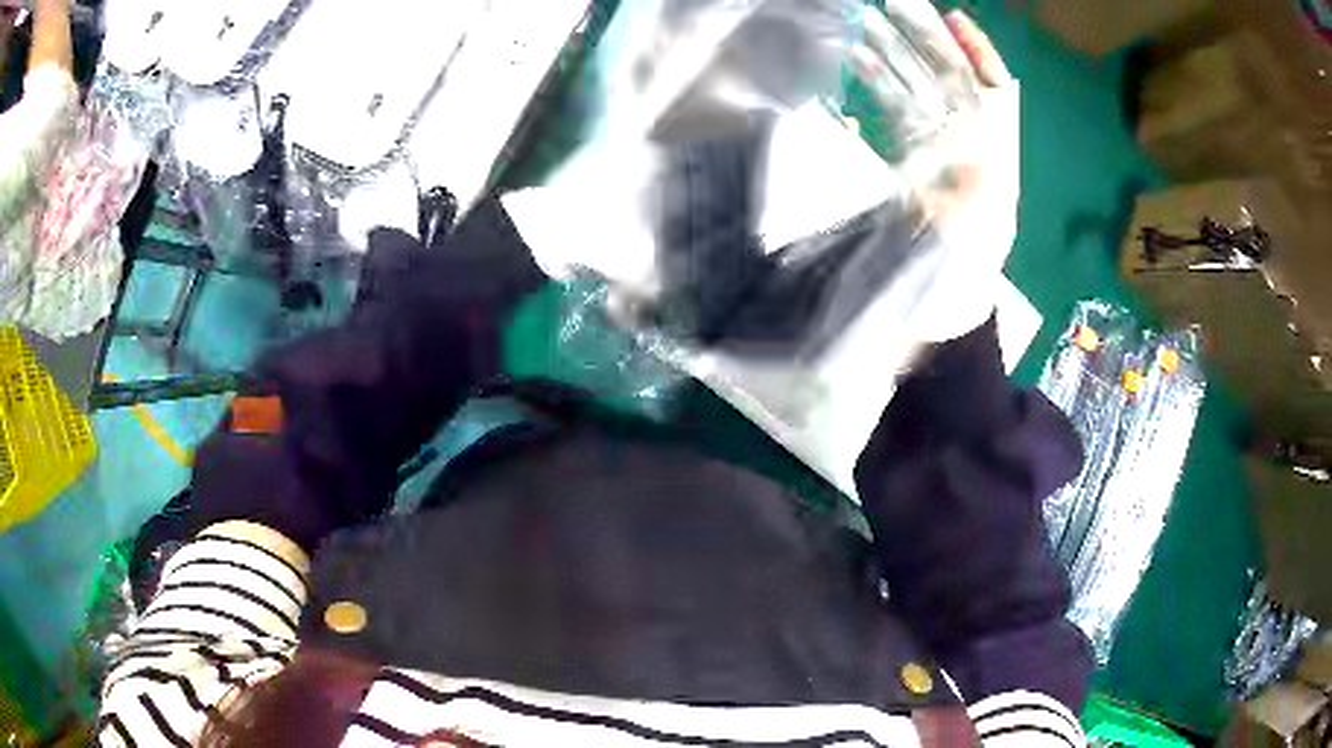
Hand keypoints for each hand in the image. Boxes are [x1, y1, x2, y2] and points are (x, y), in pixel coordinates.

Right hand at [852, 7, 1017, 341]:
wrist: (944, 319)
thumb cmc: (958, 276)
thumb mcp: (966, 224)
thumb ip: (954, 168)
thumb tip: (926, 124)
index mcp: (992, 153)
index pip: (991, 88)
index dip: (976, 50)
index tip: (952, 16)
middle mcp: (969, 145)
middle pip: (949, 79)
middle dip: (922, 40)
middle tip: (888, 5)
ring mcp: (937, 152)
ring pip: (918, 91)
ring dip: (892, 57)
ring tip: (860, 26)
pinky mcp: (911, 165)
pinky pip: (897, 117)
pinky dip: (877, 91)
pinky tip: (856, 71)